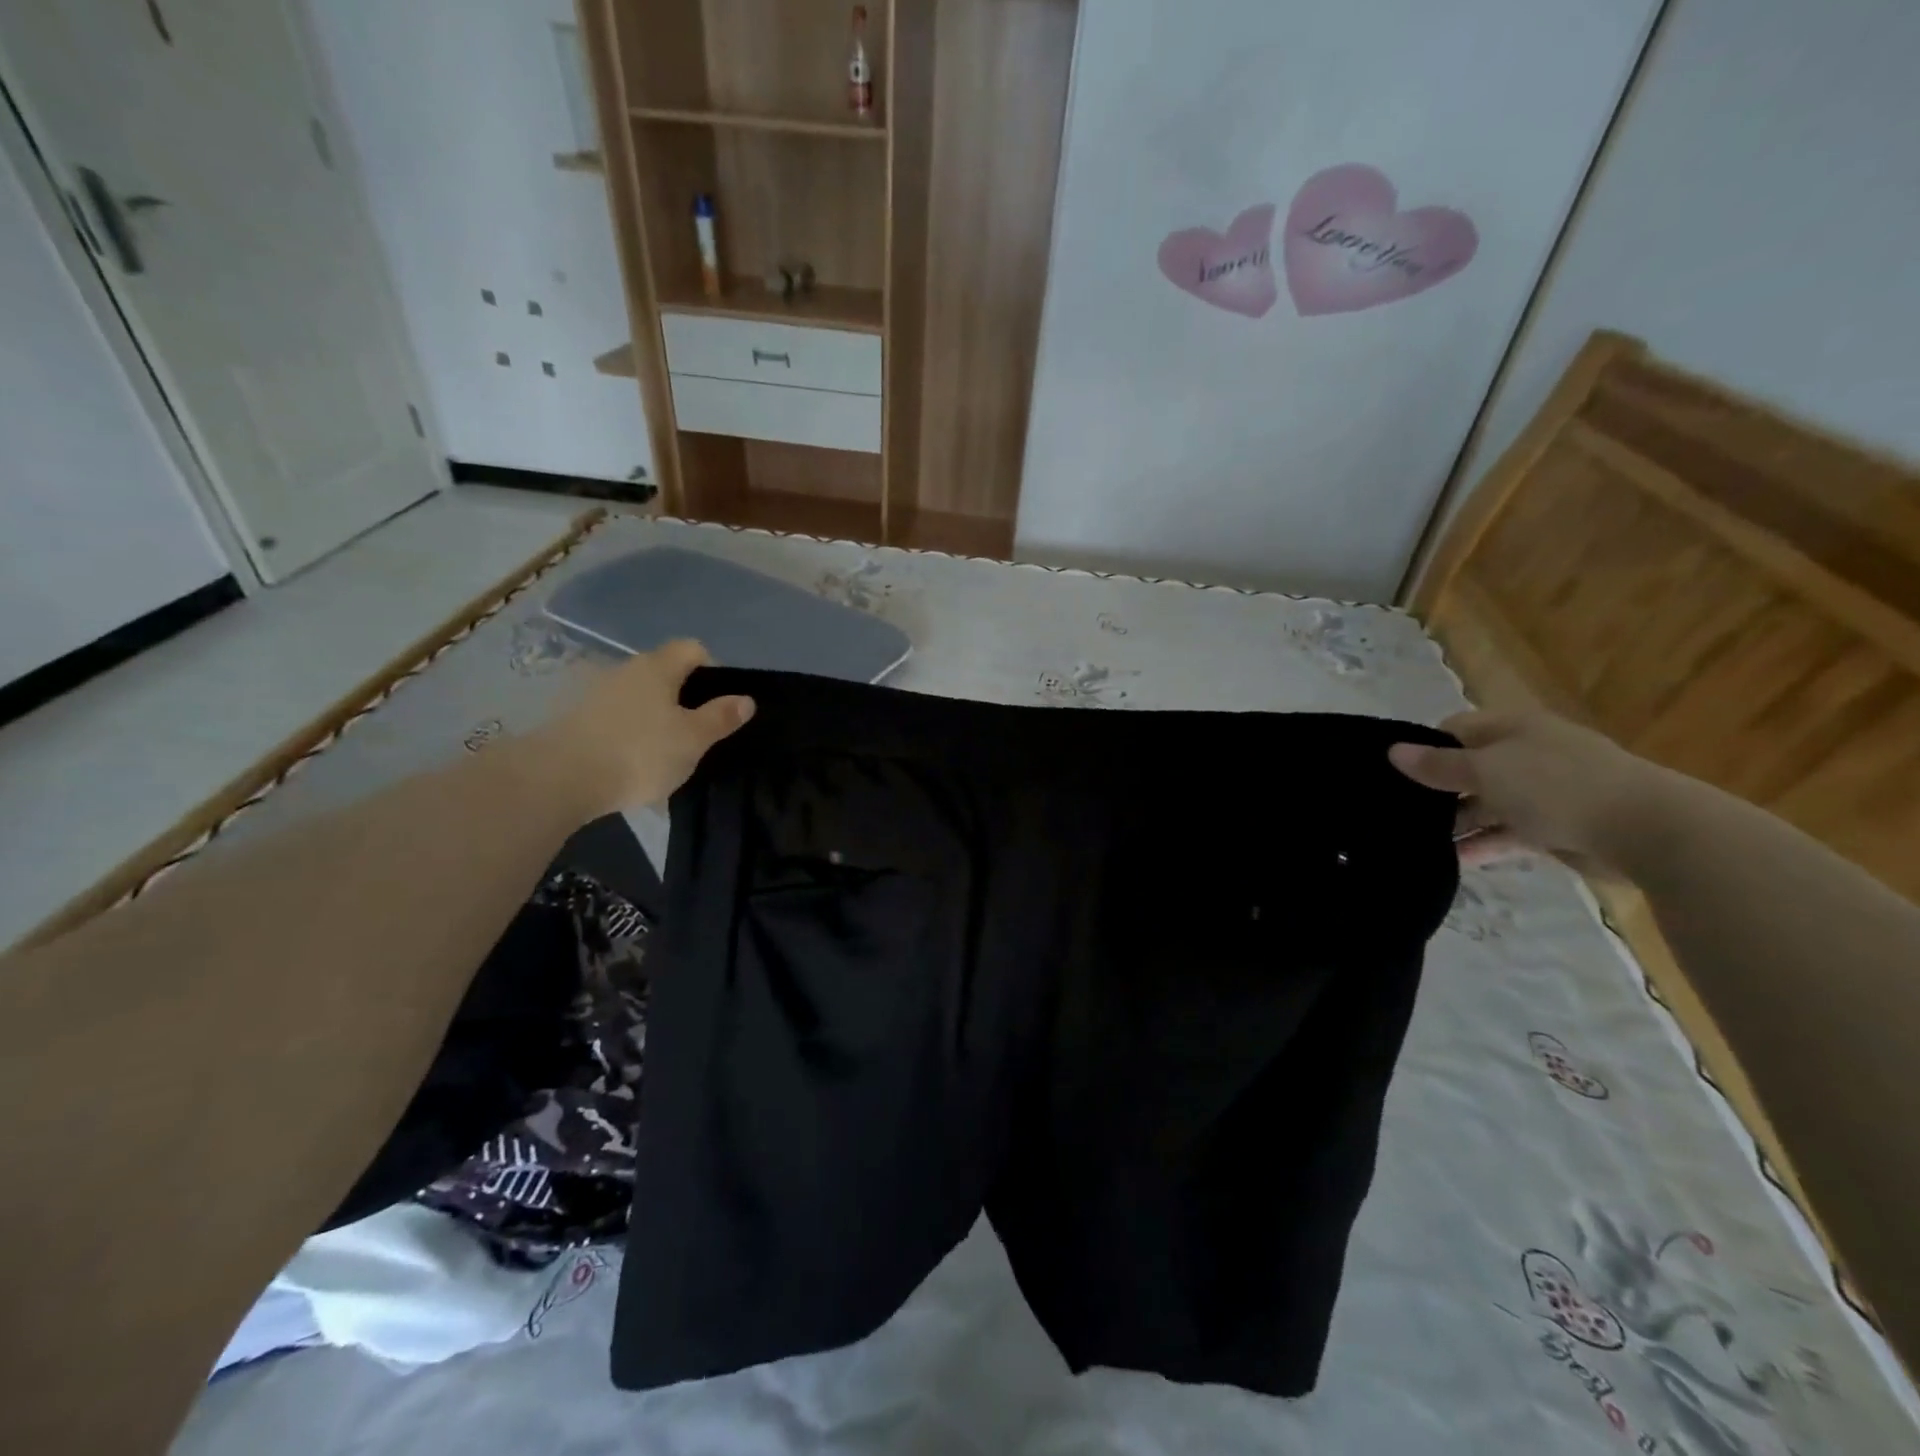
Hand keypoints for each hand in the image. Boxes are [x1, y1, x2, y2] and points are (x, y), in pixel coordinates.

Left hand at [536, 640, 753, 811]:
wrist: (560, 779)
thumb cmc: (639, 752)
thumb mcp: (693, 739)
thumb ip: (721, 717)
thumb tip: (746, 699)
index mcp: (657, 667)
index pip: (693, 649)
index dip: (713, 670)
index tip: (721, 704)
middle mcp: (624, 669)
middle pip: (664, 673)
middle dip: (684, 698)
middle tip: (697, 733)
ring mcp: (595, 692)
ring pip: (638, 697)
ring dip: (654, 717)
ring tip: (664, 754)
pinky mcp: (574, 719)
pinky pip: (615, 719)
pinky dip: (629, 734)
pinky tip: (632, 764)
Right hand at [1388, 710, 1666, 867]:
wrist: (1647, 830)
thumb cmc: (1557, 786)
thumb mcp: (1486, 770)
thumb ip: (1438, 765)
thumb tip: (1392, 752)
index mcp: (1513, 728)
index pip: (1455, 730)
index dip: (1424, 748)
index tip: (1393, 775)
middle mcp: (1527, 754)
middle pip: (1470, 769)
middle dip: (1437, 791)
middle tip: (1398, 813)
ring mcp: (1546, 792)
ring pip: (1487, 804)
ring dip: (1458, 823)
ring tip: (1417, 841)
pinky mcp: (1558, 828)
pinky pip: (1509, 833)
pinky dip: (1484, 845)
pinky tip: (1455, 860)